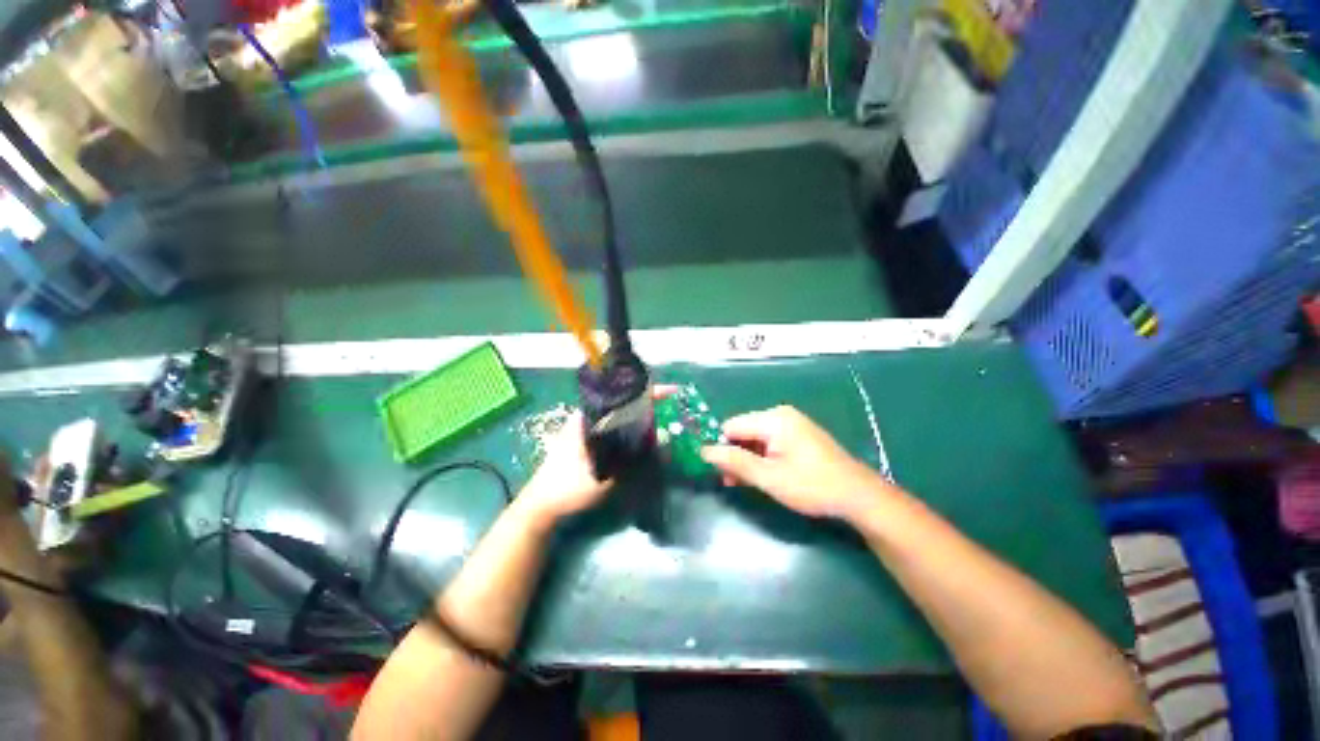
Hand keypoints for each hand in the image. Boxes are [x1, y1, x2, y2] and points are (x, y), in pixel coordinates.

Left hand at [516, 387, 678, 524]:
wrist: (540, 505)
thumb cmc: (568, 488)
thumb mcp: (604, 478)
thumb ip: (636, 463)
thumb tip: (665, 446)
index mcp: (589, 417)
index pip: (622, 393)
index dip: (648, 391)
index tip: (671, 392)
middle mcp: (588, 416)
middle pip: (622, 401)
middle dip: (646, 403)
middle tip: (667, 411)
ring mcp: (587, 427)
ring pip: (619, 414)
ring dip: (638, 417)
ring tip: (658, 425)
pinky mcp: (587, 440)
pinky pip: (614, 427)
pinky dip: (629, 429)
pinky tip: (639, 440)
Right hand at [701, 405, 892, 520]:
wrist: (858, 495)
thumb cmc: (812, 486)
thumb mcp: (769, 477)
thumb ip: (735, 462)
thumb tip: (704, 451)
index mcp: (773, 419)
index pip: (731, 426)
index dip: (721, 448)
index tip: (720, 472)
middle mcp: (780, 415)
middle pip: (742, 431)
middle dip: (734, 455)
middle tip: (731, 482)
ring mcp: (791, 424)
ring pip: (754, 438)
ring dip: (746, 459)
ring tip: (742, 483)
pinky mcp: (797, 435)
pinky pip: (769, 442)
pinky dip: (761, 457)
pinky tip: (760, 475)